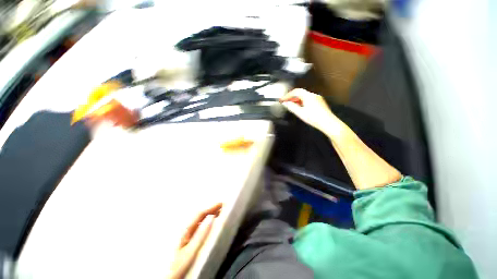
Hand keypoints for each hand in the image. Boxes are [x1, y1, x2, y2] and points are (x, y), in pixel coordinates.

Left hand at [167, 203, 221, 278]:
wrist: (171, 278)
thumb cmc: (180, 266)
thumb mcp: (191, 251)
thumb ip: (201, 235)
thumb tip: (211, 218)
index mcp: (186, 230)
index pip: (200, 214)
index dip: (211, 207)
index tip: (222, 203)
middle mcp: (186, 230)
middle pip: (200, 215)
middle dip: (212, 209)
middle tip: (223, 206)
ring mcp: (187, 235)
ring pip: (200, 220)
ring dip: (210, 214)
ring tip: (220, 212)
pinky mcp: (189, 240)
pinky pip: (200, 225)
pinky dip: (208, 221)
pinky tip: (211, 222)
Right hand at [280, 89, 343, 136]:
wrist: (328, 123)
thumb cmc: (314, 118)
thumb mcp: (300, 113)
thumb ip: (291, 107)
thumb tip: (285, 103)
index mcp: (308, 96)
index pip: (296, 91)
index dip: (288, 95)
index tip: (282, 100)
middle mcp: (313, 95)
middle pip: (300, 93)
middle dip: (292, 97)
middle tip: (286, 103)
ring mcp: (318, 99)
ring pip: (304, 97)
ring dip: (297, 100)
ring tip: (291, 106)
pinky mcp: (320, 103)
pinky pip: (309, 100)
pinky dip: (302, 102)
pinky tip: (300, 108)